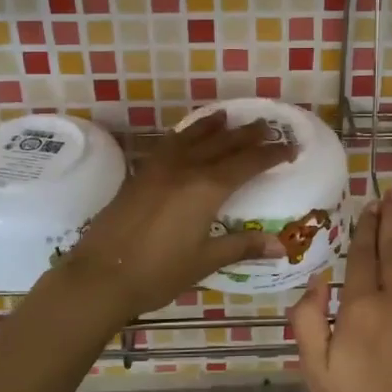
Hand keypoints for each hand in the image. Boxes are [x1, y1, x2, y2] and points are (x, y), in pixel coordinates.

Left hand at [58, 112, 294, 320]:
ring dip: (213, 126)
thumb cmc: (158, 273)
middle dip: (247, 134)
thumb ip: (242, 246)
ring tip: (227, 116)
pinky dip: (184, 135)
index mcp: (207, 188)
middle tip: (267, 126)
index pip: (248, 163)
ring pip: (193, 137)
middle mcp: (186, 168)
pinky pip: (169, 144)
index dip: (271, 154)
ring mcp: (159, 168)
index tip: (290, 147)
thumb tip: (280, 246)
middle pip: (223, 143)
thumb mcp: (205, 261)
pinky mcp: (140, 174)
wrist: (101, 275)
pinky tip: (184, 137)